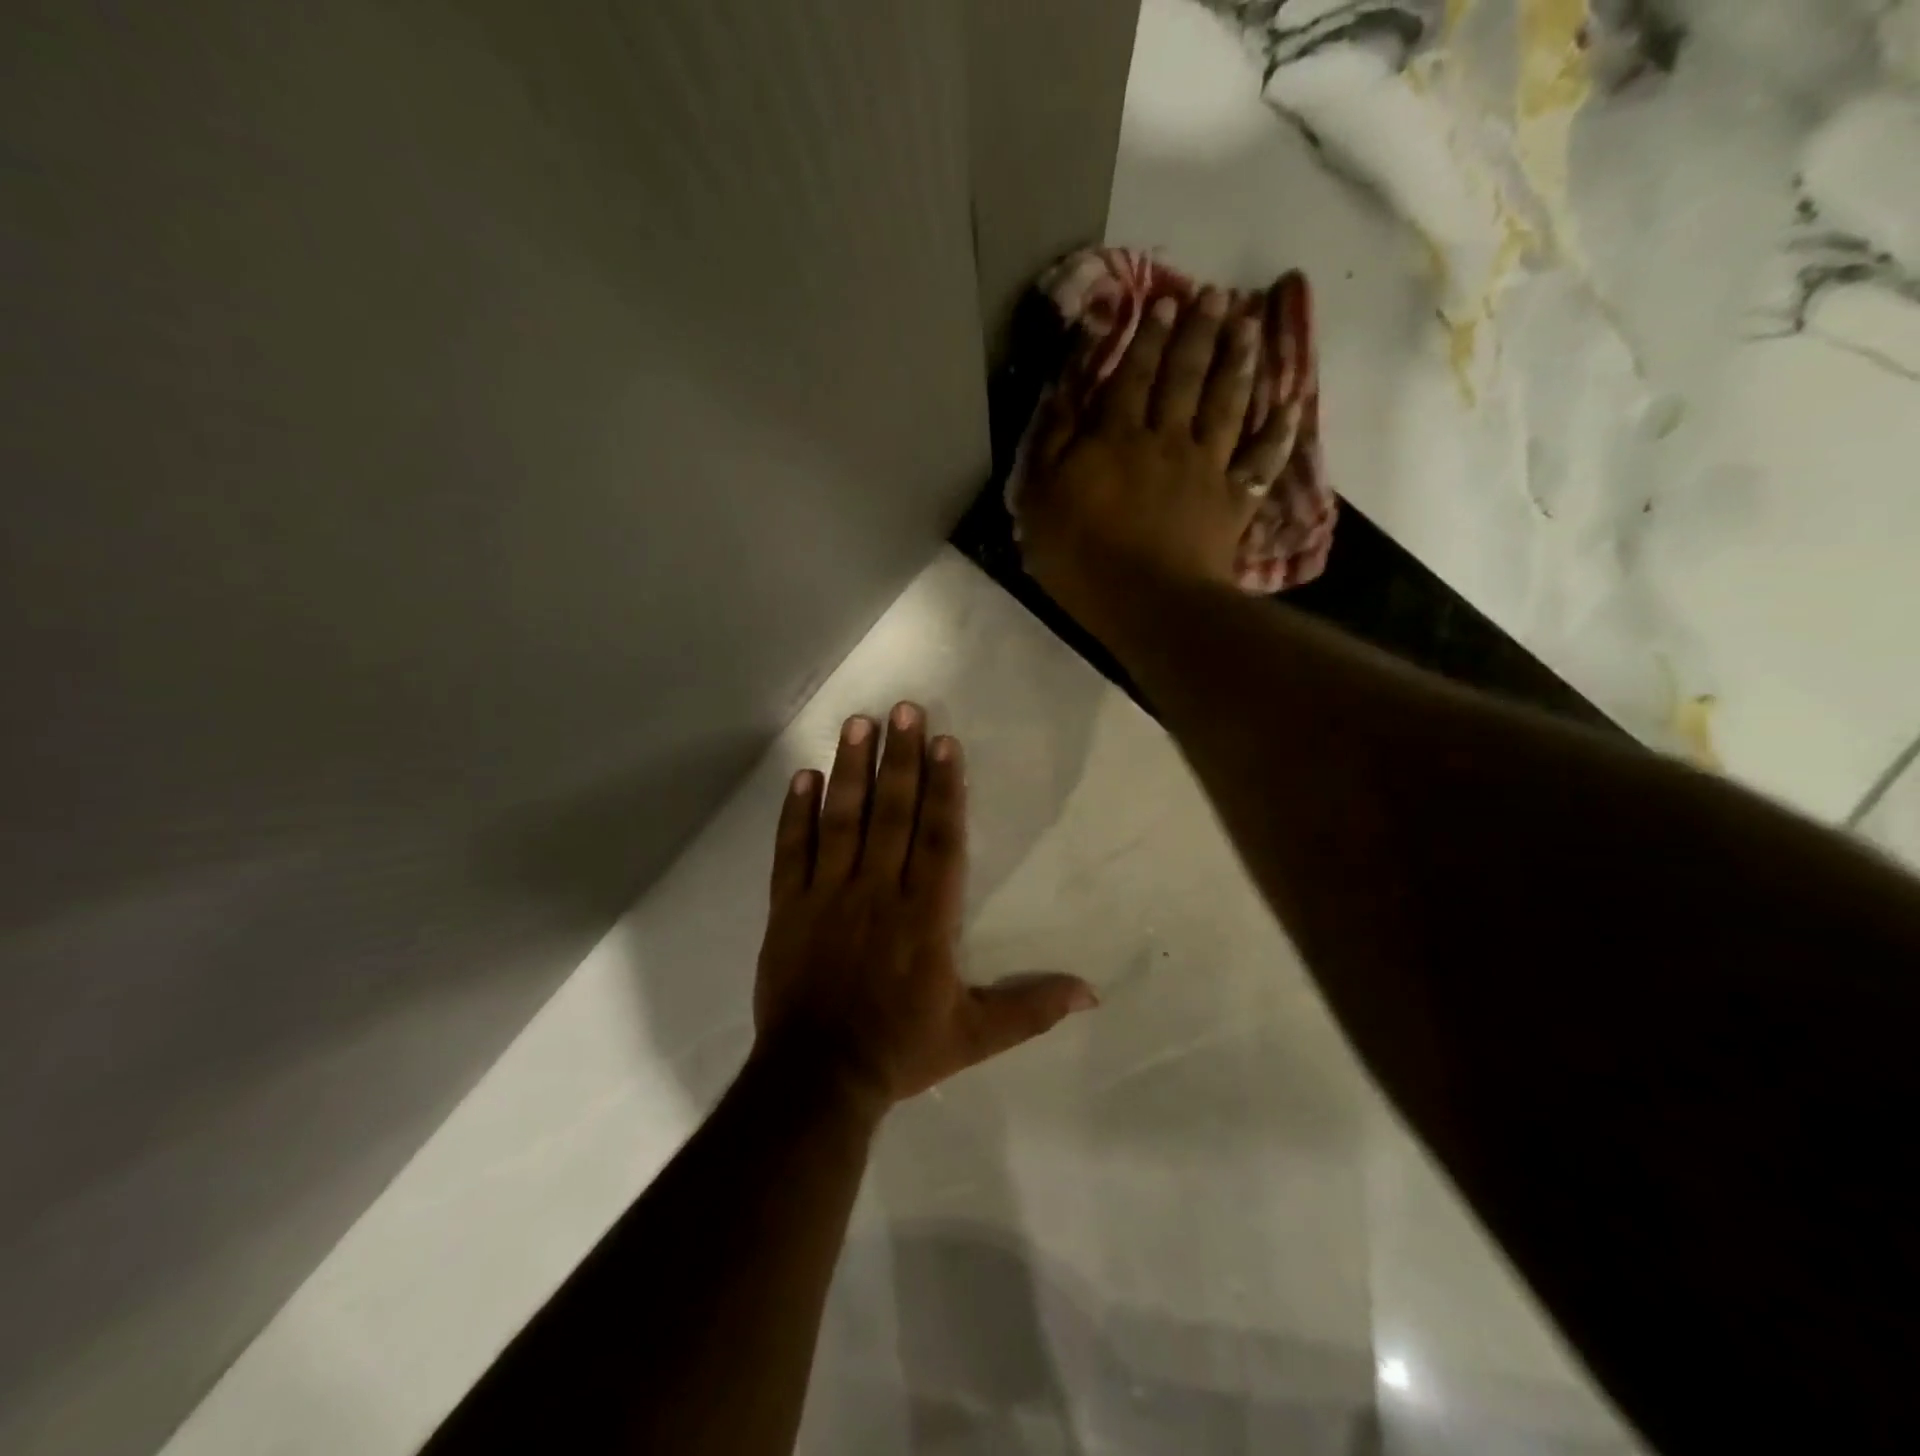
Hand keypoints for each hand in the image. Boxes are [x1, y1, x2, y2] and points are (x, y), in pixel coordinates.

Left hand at [752, 702, 1097, 1116]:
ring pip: (842, 820)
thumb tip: (1093, 993)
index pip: (940, 838)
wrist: (818, 1078)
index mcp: (926, 916)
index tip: (945, 742)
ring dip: (852, 769)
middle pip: (892, 814)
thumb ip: (1031, 1008)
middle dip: (900, 758)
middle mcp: (879, 892)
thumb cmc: (901, 1050)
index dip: (945, 788)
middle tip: (903, 709)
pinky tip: (803, 776)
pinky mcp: (789, 907)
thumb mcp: (975, 1035)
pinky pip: (793, 851)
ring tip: (859, 724)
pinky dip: (796, 813)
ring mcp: (829, 896)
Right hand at [1016, 289, 1302, 620]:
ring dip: (1239, 364)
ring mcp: (1206, 470)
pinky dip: (1279, 434)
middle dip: (1197, 334)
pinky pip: (1261, 462)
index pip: (1132, 377)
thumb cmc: (1082, 558)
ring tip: (1249, 328)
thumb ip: (1050, 444)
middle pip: (1185, 379)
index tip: (1162, 303)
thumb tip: (1062, 391)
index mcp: (1116, 439)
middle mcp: (1166, 441)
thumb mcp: (1040, 502)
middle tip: (1213, 296)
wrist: (1147, 602)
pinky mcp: (1233, 503)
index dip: (1146, 339)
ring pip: (1227, 406)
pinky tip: (1293, 405)